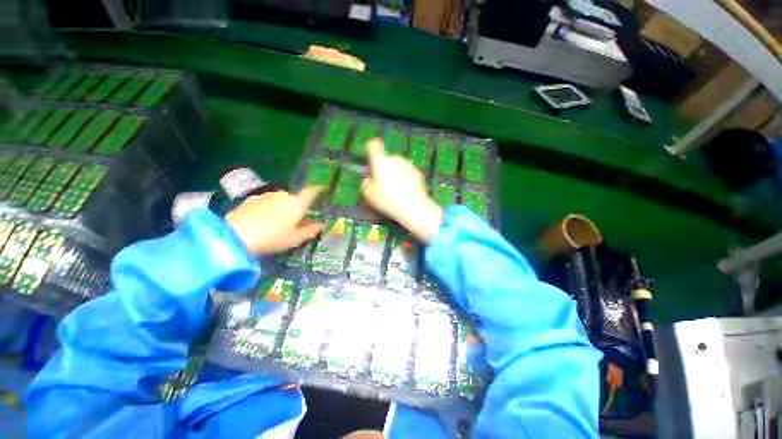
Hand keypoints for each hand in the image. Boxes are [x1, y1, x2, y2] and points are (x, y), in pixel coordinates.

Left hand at [226, 187, 323, 254]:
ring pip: (281, 200)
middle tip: (297, 221)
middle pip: (295, 198)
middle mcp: (284, 195)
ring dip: (284, 208)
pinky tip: (263, 220)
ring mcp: (267, 196)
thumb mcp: (295, 239)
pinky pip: (267, 202)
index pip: (311, 191)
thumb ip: (311, 231)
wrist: (235, 235)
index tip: (323, 189)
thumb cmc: (272, 238)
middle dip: (298, 207)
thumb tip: (322, 225)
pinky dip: (270, 208)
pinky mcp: (252, 199)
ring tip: (278, 223)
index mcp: (297, 203)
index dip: (318, 189)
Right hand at [361, 138, 442, 242]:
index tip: (371, 156)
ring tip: (396, 192)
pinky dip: (406, 180)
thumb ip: (365, 183)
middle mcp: (395, 159)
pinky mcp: (418, 172)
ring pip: (398, 167)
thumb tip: (369, 179)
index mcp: (381, 162)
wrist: (414, 208)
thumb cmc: (388, 201)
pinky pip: (407, 173)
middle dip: (384, 169)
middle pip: (387, 159)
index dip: (371, 148)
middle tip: (383, 185)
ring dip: (395, 174)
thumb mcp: (368, 195)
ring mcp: (408, 165)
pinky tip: (406, 193)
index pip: (374, 145)